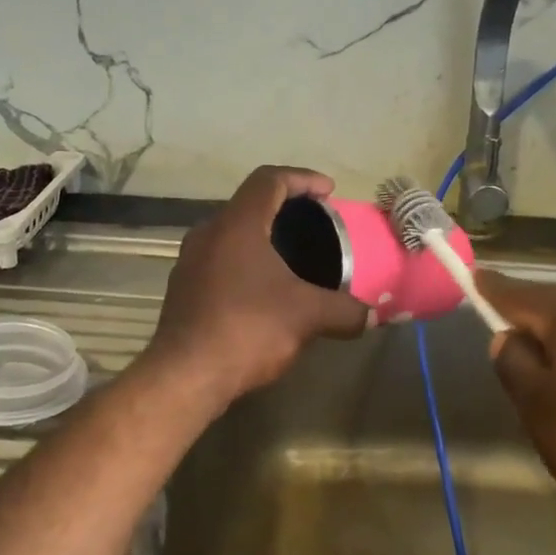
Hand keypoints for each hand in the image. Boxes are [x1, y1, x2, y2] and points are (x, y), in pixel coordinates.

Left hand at [145, 166, 368, 412]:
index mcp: (237, 224)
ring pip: (231, 235)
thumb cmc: (248, 329)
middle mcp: (208, 233)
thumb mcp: (307, 316)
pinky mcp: (183, 290)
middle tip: (315, 225)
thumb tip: (372, 317)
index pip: (269, 180)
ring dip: (263, 239)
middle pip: (249, 205)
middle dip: (284, 209)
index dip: (302, 179)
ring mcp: (189, 262)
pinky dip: (246, 264)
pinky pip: (220, 262)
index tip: (328, 192)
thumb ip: (344, 311)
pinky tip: (265, 292)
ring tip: (293, 258)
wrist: (186, 376)